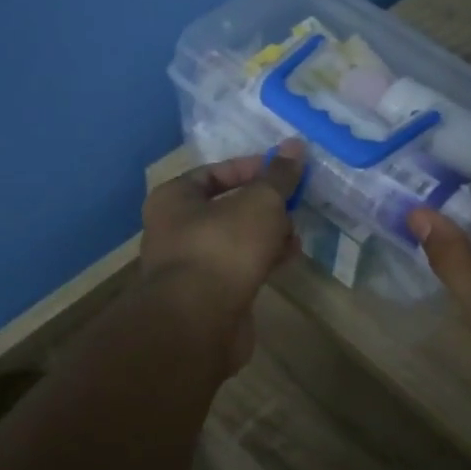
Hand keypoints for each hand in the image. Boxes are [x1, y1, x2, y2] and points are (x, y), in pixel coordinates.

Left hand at [140, 140, 304, 372]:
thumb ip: (278, 176)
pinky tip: (287, 259)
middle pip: (226, 207)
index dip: (252, 168)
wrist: (198, 323)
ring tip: (296, 235)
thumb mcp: (258, 203)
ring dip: (267, 235)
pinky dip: (262, 261)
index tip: (286, 171)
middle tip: (295, 204)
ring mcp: (191, 266)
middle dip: (264, 205)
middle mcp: (175, 230)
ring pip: (236, 240)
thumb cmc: (222, 248)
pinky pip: (239, 268)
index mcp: (174, 199)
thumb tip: (297, 146)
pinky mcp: (208, 296)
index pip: (214, 172)